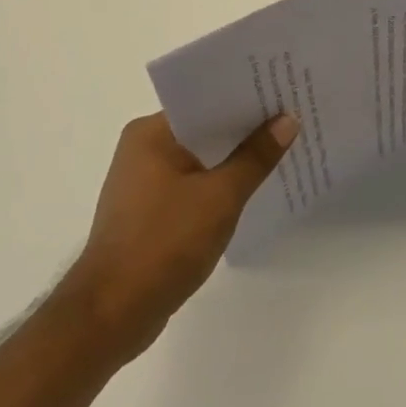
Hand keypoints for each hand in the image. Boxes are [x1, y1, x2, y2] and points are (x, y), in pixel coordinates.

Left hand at [60, 109, 297, 362]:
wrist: (111, 315)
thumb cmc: (164, 244)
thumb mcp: (220, 196)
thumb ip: (256, 157)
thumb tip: (288, 120)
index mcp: (151, 133)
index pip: (206, 100)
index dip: (247, 95)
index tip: (284, 90)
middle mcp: (143, 149)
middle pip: (205, 128)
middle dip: (246, 127)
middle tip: (293, 116)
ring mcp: (144, 182)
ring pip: (201, 158)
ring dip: (235, 157)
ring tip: (282, 147)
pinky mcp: (150, 212)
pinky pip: (194, 183)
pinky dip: (220, 183)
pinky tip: (253, 187)